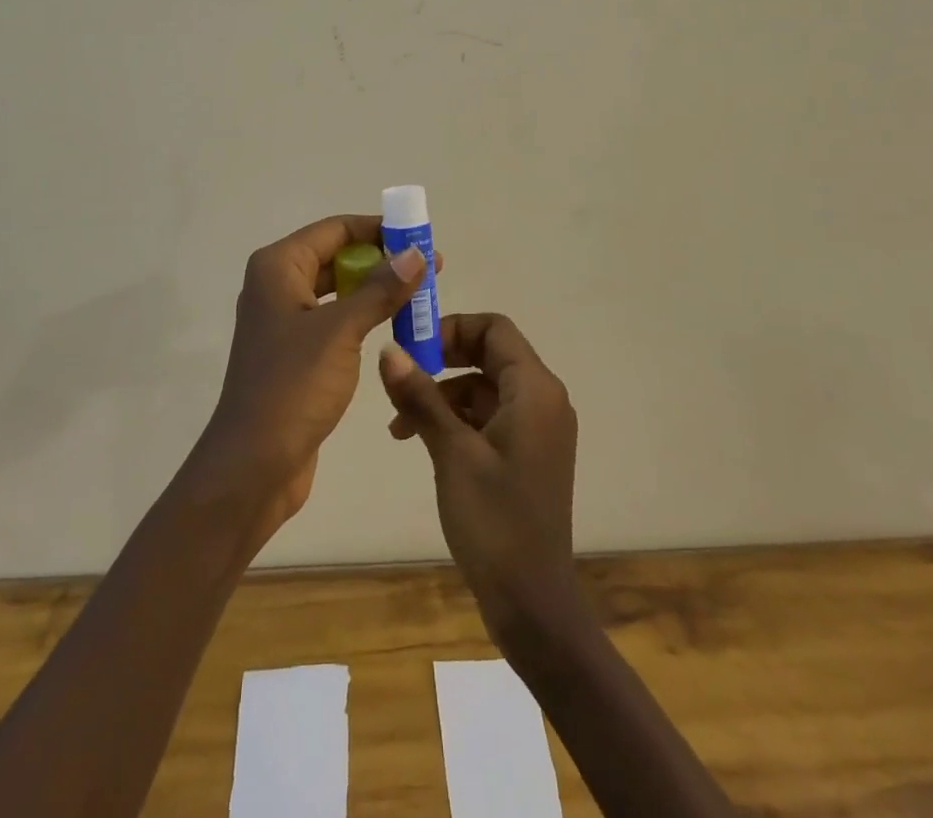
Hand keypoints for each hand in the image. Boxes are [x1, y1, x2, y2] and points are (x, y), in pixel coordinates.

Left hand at [198, 215, 428, 549]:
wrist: (253, 465)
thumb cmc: (293, 386)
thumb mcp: (341, 331)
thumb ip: (380, 289)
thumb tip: (416, 253)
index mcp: (278, 267)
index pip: (335, 229)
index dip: (378, 228)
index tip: (420, 237)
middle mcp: (277, 285)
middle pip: (337, 256)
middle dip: (382, 260)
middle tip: (430, 268)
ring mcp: (285, 321)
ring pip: (338, 290)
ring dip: (376, 290)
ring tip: (421, 296)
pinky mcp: (295, 353)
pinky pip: (335, 320)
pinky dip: (364, 317)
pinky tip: (395, 327)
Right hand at [378, 313, 578, 640]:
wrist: (533, 605)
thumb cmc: (495, 521)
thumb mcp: (452, 452)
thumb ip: (421, 396)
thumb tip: (389, 349)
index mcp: (536, 390)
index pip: (495, 329)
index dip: (452, 327)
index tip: (412, 345)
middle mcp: (543, 400)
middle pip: (489, 354)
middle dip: (442, 361)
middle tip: (400, 376)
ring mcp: (537, 429)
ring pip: (484, 387)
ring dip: (443, 394)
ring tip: (399, 423)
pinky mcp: (526, 454)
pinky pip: (490, 416)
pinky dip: (456, 419)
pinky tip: (421, 440)